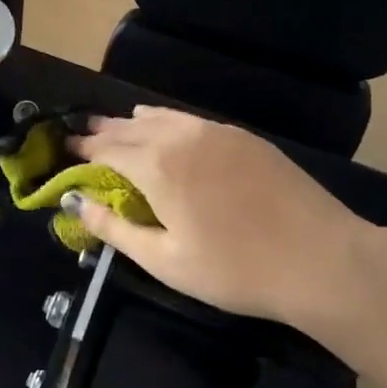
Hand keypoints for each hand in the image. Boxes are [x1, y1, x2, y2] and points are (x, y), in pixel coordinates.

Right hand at [66, 106, 385, 334]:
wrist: (322, 259)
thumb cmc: (234, 269)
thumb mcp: (164, 260)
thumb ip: (114, 229)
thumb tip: (75, 204)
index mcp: (156, 166)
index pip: (107, 149)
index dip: (82, 149)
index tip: (64, 148)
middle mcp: (181, 137)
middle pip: (131, 127)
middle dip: (103, 130)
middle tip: (82, 132)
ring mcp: (217, 133)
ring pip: (162, 118)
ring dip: (133, 122)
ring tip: (117, 125)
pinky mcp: (245, 138)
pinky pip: (191, 120)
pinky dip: (167, 120)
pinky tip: (165, 126)